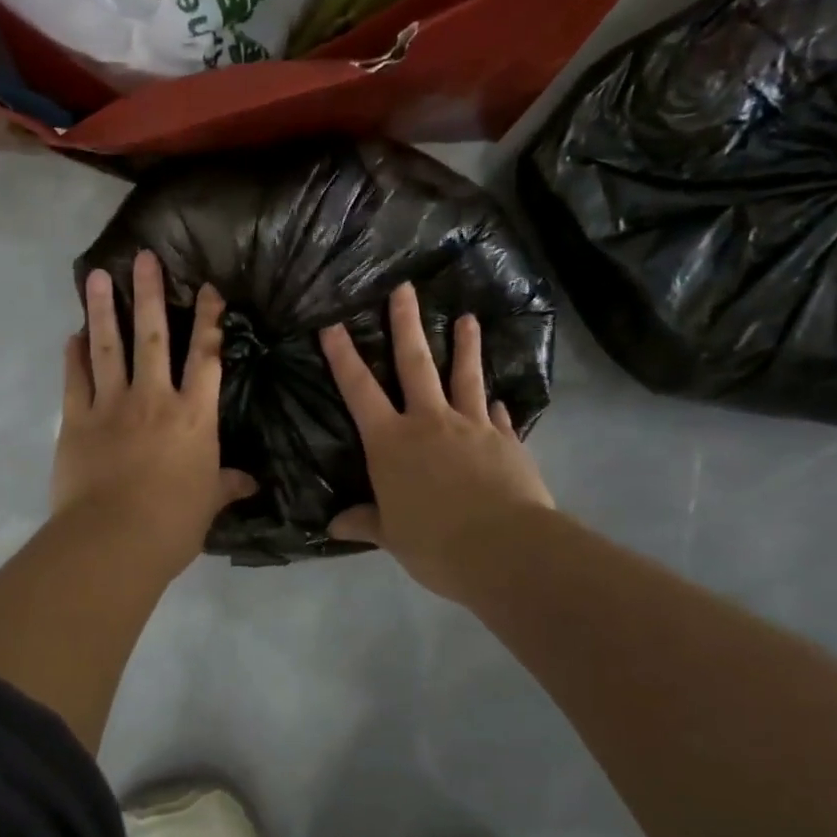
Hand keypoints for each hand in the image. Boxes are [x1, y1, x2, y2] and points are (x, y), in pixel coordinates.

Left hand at [54, 251, 255, 580]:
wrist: (113, 540)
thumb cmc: (172, 523)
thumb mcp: (208, 503)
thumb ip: (227, 485)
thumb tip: (251, 483)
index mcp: (194, 416)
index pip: (206, 358)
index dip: (209, 320)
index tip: (209, 288)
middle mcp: (153, 398)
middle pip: (152, 336)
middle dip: (149, 293)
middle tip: (143, 257)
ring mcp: (111, 405)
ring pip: (107, 347)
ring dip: (101, 309)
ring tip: (95, 275)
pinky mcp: (76, 420)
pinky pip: (75, 379)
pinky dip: (73, 356)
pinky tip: (72, 335)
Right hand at [320, 282, 553, 605]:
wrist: (504, 549)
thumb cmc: (434, 542)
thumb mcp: (391, 535)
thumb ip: (365, 521)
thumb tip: (334, 525)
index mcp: (390, 441)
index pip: (358, 389)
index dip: (342, 355)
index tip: (331, 322)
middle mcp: (429, 421)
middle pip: (415, 363)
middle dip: (406, 323)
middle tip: (404, 287)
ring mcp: (471, 426)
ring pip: (465, 376)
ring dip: (464, 346)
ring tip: (468, 318)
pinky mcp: (505, 441)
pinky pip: (497, 416)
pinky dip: (495, 405)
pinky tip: (500, 398)